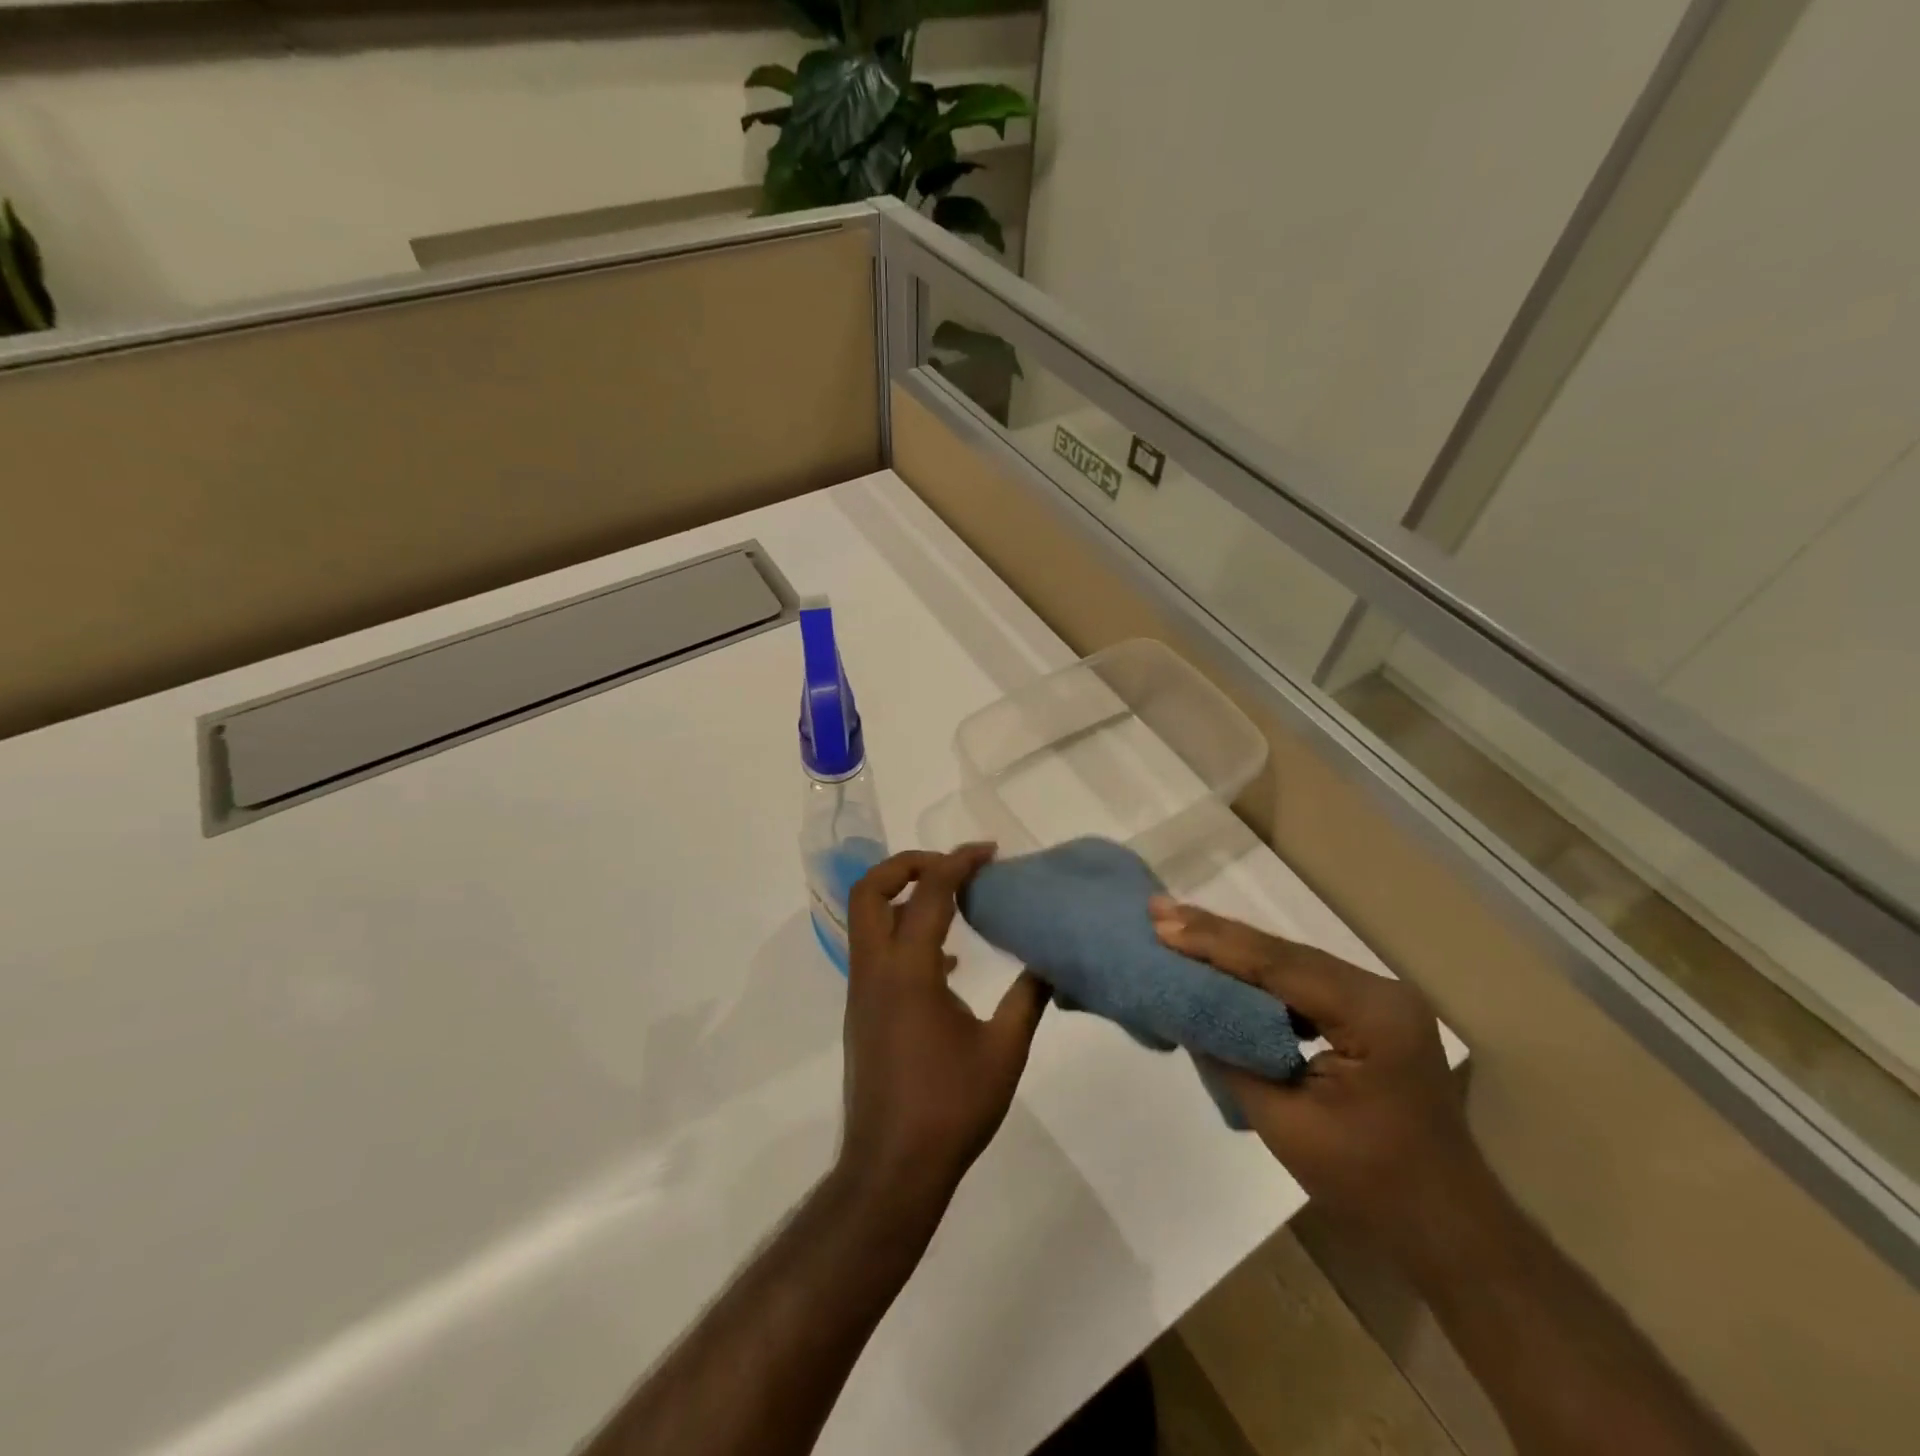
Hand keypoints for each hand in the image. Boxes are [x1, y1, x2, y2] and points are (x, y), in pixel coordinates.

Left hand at [838, 846, 1048, 1221]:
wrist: (892, 1169)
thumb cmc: (950, 1109)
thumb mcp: (1004, 1051)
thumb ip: (1028, 998)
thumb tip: (1049, 962)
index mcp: (908, 971)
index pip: (930, 894)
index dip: (959, 862)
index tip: (989, 852)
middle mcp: (875, 971)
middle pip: (870, 891)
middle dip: (908, 865)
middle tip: (952, 866)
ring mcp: (863, 992)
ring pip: (867, 920)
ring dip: (903, 897)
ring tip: (953, 902)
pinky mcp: (863, 1012)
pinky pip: (876, 952)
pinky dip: (904, 935)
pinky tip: (947, 963)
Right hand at [1150, 899, 1480, 1256]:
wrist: (1448, 1231)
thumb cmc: (1369, 1186)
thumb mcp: (1285, 1123)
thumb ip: (1231, 1056)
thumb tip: (1185, 1010)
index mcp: (1371, 1014)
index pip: (1279, 965)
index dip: (1214, 943)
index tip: (1161, 924)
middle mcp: (1380, 991)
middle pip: (1285, 954)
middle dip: (1217, 935)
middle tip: (1159, 910)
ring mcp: (1378, 1001)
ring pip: (1291, 963)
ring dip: (1233, 950)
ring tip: (1177, 927)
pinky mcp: (1369, 1015)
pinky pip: (1303, 984)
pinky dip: (1257, 976)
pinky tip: (1220, 964)